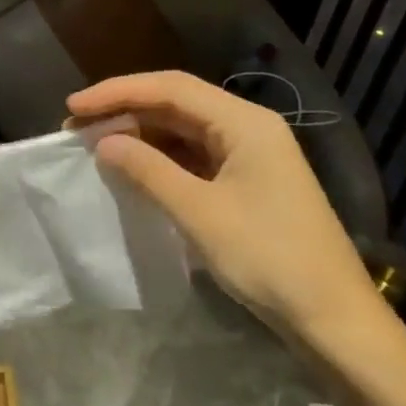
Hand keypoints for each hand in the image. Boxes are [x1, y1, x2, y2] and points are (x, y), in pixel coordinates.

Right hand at [67, 71, 387, 356]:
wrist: (332, 317)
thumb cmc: (268, 257)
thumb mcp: (199, 212)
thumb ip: (148, 170)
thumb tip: (103, 142)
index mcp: (244, 123)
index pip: (170, 88)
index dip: (117, 91)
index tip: (73, 106)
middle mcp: (247, 128)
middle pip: (176, 103)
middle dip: (124, 111)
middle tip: (76, 127)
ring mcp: (248, 155)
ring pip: (182, 130)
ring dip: (139, 135)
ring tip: (95, 146)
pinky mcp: (245, 182)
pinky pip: (192, 156)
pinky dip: (159, 159)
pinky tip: (131, 169)